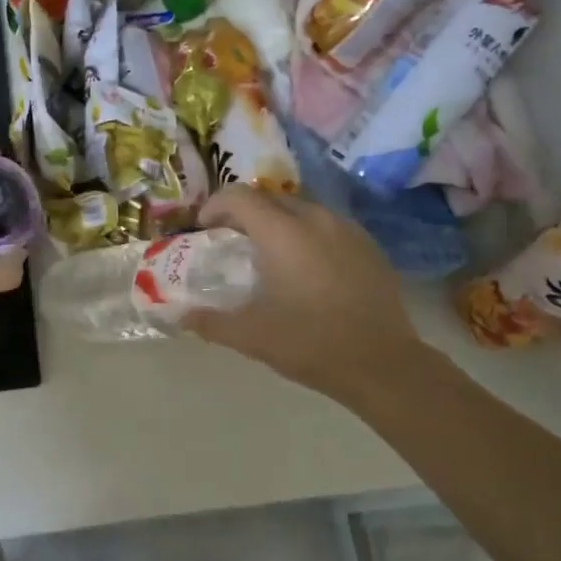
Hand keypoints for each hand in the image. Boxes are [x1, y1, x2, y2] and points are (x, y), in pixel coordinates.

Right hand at [183, 186, 421, 407]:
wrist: (382, 364)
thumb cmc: (309, 343)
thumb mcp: (250, 335)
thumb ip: (209, 321)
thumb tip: (179, 316)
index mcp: (282, 233)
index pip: (239, 196)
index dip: (215, 206)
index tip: (204, 229)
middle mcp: (316, 219)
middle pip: (271, 198)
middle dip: (246, 213)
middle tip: (232, 242)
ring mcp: (347, 230)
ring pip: (303, 209)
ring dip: (279, 222)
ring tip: (270, 254)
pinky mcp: (369, 246)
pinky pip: (329, 227)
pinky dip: (308, 235)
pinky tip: (307, 269)